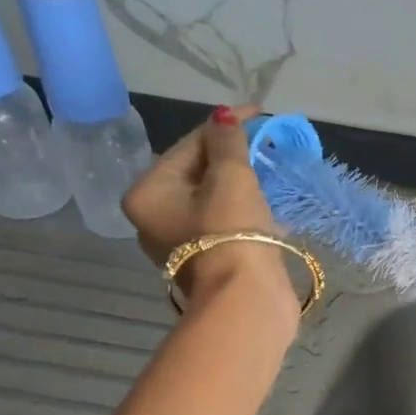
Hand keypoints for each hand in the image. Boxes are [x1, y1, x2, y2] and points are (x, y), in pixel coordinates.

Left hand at [121, 106, 296, 320]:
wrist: (247, 300)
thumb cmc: (232, 234)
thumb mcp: (232, 178)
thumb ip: (227, 142)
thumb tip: (224, 117)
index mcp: (147, 194)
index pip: (188, 146)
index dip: (224, 127)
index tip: (258, 114)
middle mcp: (154, 219)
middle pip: (197, 174)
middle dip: (231, 158)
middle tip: (264, 144)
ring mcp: (182, 246)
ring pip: (212, 201)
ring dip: (240, 186)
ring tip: (268, 173)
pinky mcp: (209, 264)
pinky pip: (224, 226)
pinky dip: (244, 213)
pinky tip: (267, 209)